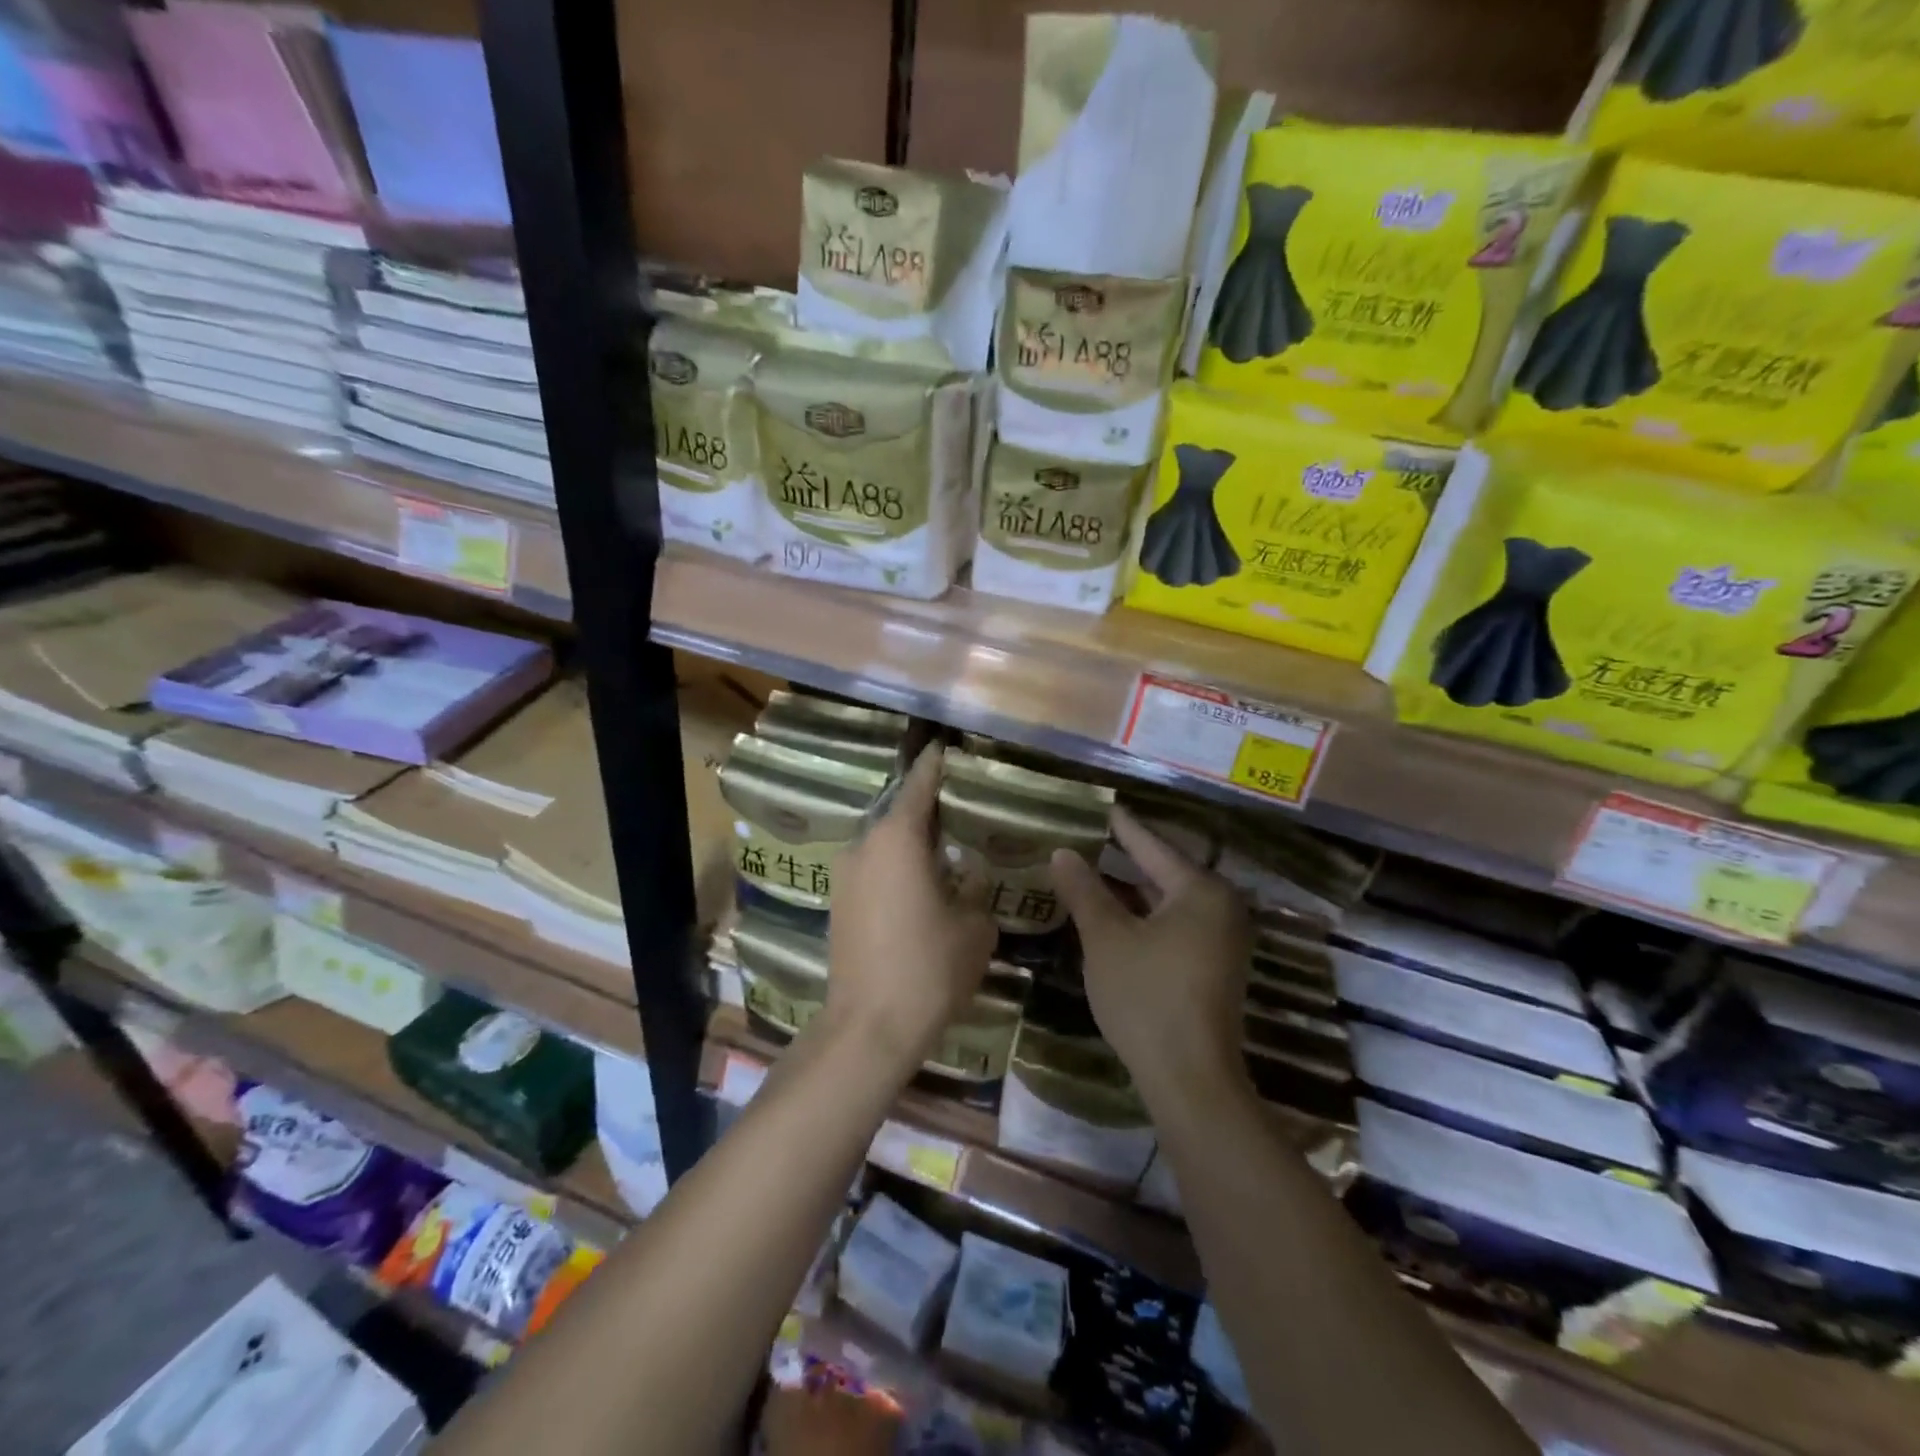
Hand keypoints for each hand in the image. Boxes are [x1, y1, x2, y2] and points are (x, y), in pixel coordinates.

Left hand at [824, 745, 995, 1074]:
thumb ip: (976, 889)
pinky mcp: (839, 903)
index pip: (919, 784)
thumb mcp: (974, 927)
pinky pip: (875, 869)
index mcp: (898, 839)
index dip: (936, 763)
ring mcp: (846, 875)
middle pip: (899, 812)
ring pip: (885, 843)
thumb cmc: (929, 968)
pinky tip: (923, 884)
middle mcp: (864, 846)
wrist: (869, 1027)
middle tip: (964, 805)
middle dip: (929, 807)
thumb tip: (971, 874)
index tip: (949, 746)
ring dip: (913, 841)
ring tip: (948, 847)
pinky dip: (898, 866)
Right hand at [1051, 808, 1252, 1103]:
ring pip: (1169, 900)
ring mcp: (1221, 939)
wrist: (1190, 1079)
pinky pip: (1175, 923)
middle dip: (1126, 856)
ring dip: (1133, 888)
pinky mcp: (1214, 966)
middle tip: (1091, 836)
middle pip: (1165, 871)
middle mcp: (1220, 908)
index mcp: (1200, 891)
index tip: (1103, 806)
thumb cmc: (1146, 997)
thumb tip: (1062, 853)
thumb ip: (1084, 891)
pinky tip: (1116, 913)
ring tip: (1095, 869)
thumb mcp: (1106, 939)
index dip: (1123, 827)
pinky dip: (1145, 914)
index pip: (1153, 846)